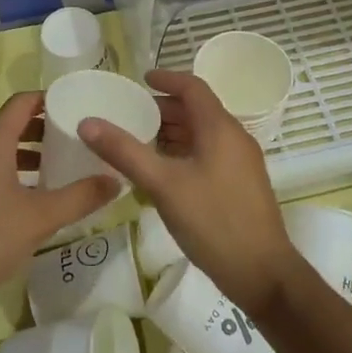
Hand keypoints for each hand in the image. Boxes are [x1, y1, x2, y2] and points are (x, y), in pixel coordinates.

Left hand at [0, 92, 116, 318]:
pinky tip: (29, 199)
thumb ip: (80, 197)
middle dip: (41, 129)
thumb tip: (115, 180)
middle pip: (9, 126)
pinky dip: (10, 173)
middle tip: (73, 139)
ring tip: (57, 169)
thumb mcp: (40, 218)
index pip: (20, 103)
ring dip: (26, 154)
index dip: (47, 98)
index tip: (74, 104)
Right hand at [77, 70, 298, 313]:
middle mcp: (235, 137)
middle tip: (131, 115)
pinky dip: (184, 152)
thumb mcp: (163, 185)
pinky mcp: (241, 184)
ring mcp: (241, 162)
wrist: (263, 274)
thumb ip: (125, 152)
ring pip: (203, 134)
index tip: (140, 79)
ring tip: (139, 142)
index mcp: (220, 128)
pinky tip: (163, 173)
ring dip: (173, 132)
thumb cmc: (213, 222)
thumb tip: (87, 122)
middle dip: (164, 109)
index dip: (166, 78)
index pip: (193, 87)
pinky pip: (209, 154)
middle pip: (197, 110)